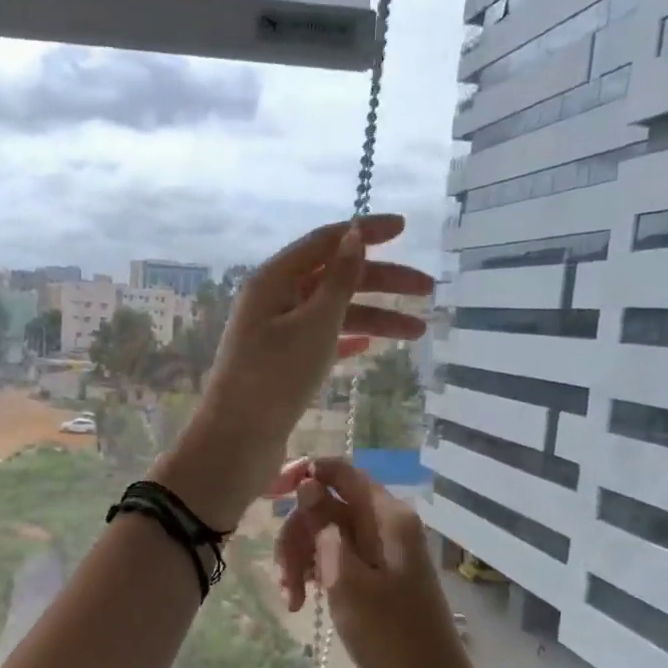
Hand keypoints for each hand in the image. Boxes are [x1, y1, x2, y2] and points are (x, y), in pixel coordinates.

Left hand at [151, 217, 432, 528]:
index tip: (405, 227)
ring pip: (332, 313)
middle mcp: (273, 299)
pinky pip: (321, 340)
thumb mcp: (315, 323)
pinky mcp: (280, 363)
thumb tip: (354, 234)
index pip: (324, 241)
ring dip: (374, 318)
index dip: (365, 231)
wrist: (239, 440)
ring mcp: (275, 333)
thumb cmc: (276, 376)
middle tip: (428, 290)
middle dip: (382, 281)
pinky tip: (371, 347)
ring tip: (418, 333)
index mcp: (274, 279)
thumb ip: (339, 278)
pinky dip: (347, 339)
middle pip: (334, 277)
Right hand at [270, 457, 478, 667]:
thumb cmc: (389, 636)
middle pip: (327, 506)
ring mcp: (382, 553)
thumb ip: (324, 525)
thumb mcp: (346, 577)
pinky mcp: (377, 579)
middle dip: (297, 535)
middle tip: (285, 576)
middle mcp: (386, 526)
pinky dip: (316, 575)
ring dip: (301, 560)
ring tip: (294, 600)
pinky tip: (303, 604)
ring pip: (326, 535)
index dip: (302, 474)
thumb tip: (307, 482)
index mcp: (387, 516)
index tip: (268, 496)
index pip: (339, 471)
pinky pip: (337, 560)